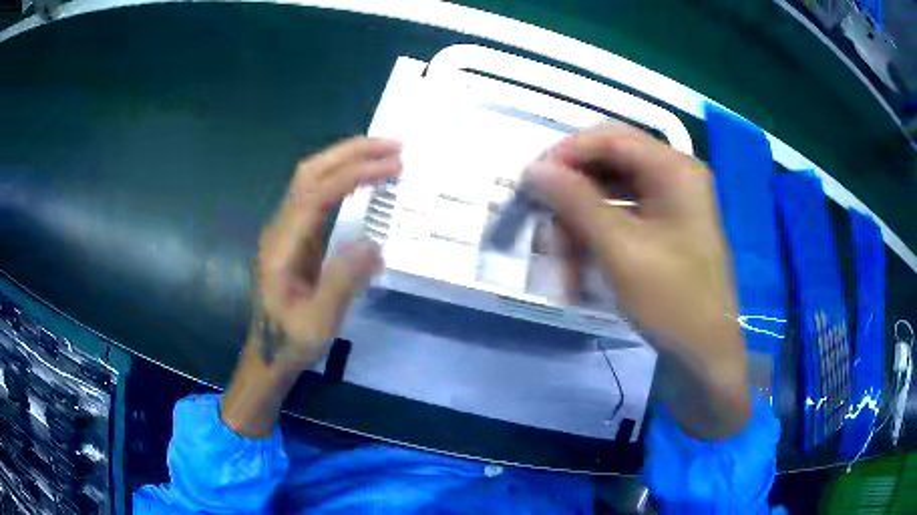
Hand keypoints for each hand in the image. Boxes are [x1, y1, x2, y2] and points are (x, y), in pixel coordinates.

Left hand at [254, 137, 401, 370]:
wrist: (269, 352)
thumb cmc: (292, 340)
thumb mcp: (319, 322)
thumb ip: (342, 282)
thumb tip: (373, 244)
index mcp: (282, 245)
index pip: (317, 193)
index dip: (355, 174)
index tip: (394, 166)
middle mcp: (281, 227)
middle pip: (310, 173)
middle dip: (351, 152)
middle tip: (395, 146)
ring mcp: (286, 228)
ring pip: (312, 177)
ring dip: (347, 159)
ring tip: (385, 154)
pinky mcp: (296, 234)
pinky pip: (318, 192)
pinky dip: (343, 176)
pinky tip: (364, 177)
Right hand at [523, 122, 748, 437]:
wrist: (705, 356)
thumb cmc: (674, 302)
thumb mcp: (622, 250)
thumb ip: (576, 202)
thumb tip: (533, 170)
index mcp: (675, 169)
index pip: (610, 138)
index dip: (567, 153)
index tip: (531, 181)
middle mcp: (674, 177)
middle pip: (609, 164)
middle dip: (573, 195)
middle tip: (544, 225)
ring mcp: (669, 204)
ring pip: (609, 194)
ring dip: (580, 224)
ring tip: (563, 264)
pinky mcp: (662, 229)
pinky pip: (619, 219)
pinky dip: (595, 238)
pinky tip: (580, 268)